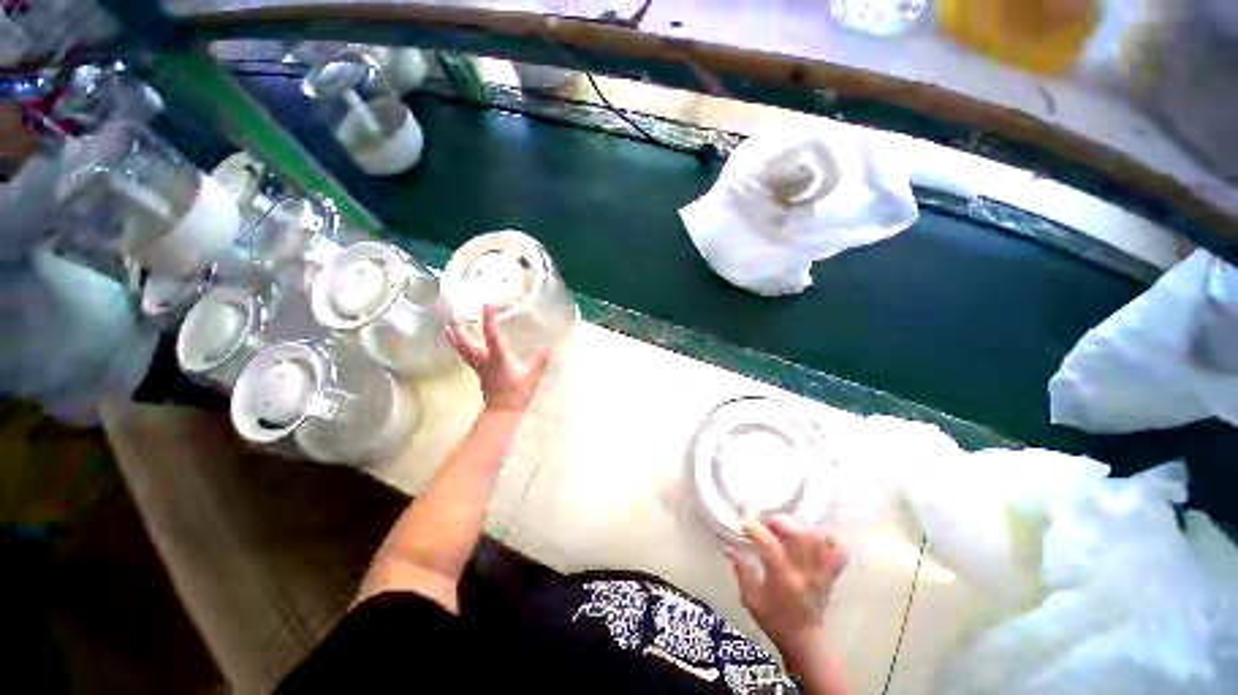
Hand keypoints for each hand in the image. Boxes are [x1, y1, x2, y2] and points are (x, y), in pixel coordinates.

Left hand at [450, 307, 551, 413]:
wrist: (503, 412)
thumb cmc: (517, 394)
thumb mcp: (532, 377)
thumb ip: (540, 362)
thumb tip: (550, 349)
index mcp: (498, 359)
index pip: (493, 337)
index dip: (490, 321)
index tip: (487, 306)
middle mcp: (484, 361)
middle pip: (466, 344)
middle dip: (459, 329)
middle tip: (452, 315)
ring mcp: (479, 367)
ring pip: (463, 350)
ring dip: (455, 338)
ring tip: (448, 327)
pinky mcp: (479, 373)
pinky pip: (467, 356)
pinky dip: (462, 347)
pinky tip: (463, 344)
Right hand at [726, 515, 847, 660]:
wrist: (804, 641)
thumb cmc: (774, 619)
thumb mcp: (751, 599)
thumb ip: (741, 571)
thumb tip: (729, 547)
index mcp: (782, 577)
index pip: (767, 543)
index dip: (752, 528)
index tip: (742, 525)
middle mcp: (803, 571)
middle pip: (797, 534)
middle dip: (778, 521)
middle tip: (766, 523)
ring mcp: (820, 572)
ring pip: (817, 538)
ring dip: (800, 526)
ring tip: (787, 527)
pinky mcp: (830, 575)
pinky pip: (837, 552)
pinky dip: (828, 540)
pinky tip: (813, 537)